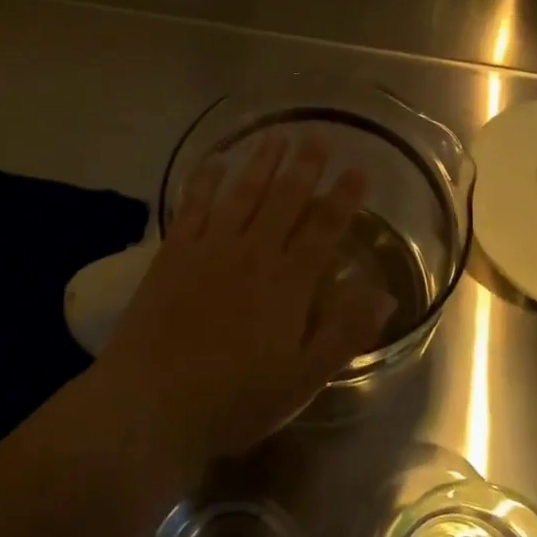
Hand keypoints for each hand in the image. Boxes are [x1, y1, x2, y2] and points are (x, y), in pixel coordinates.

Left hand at [98, 132, 393, 467]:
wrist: (152, 402)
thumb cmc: (234, 399)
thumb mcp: (302, 380)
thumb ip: (344, 334)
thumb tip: (385, 294)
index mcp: (288, 283)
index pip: (324, 229)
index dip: (343, 197)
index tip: (358, 168)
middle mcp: (252, 253)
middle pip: (284, 198)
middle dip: (304, 165)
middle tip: (317, 133)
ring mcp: (209, 247)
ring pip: (242, 192)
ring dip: (261, 161)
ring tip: (276, 134)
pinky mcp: (173, 252)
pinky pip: (193, 204)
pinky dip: (205, 179)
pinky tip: (214, 161)